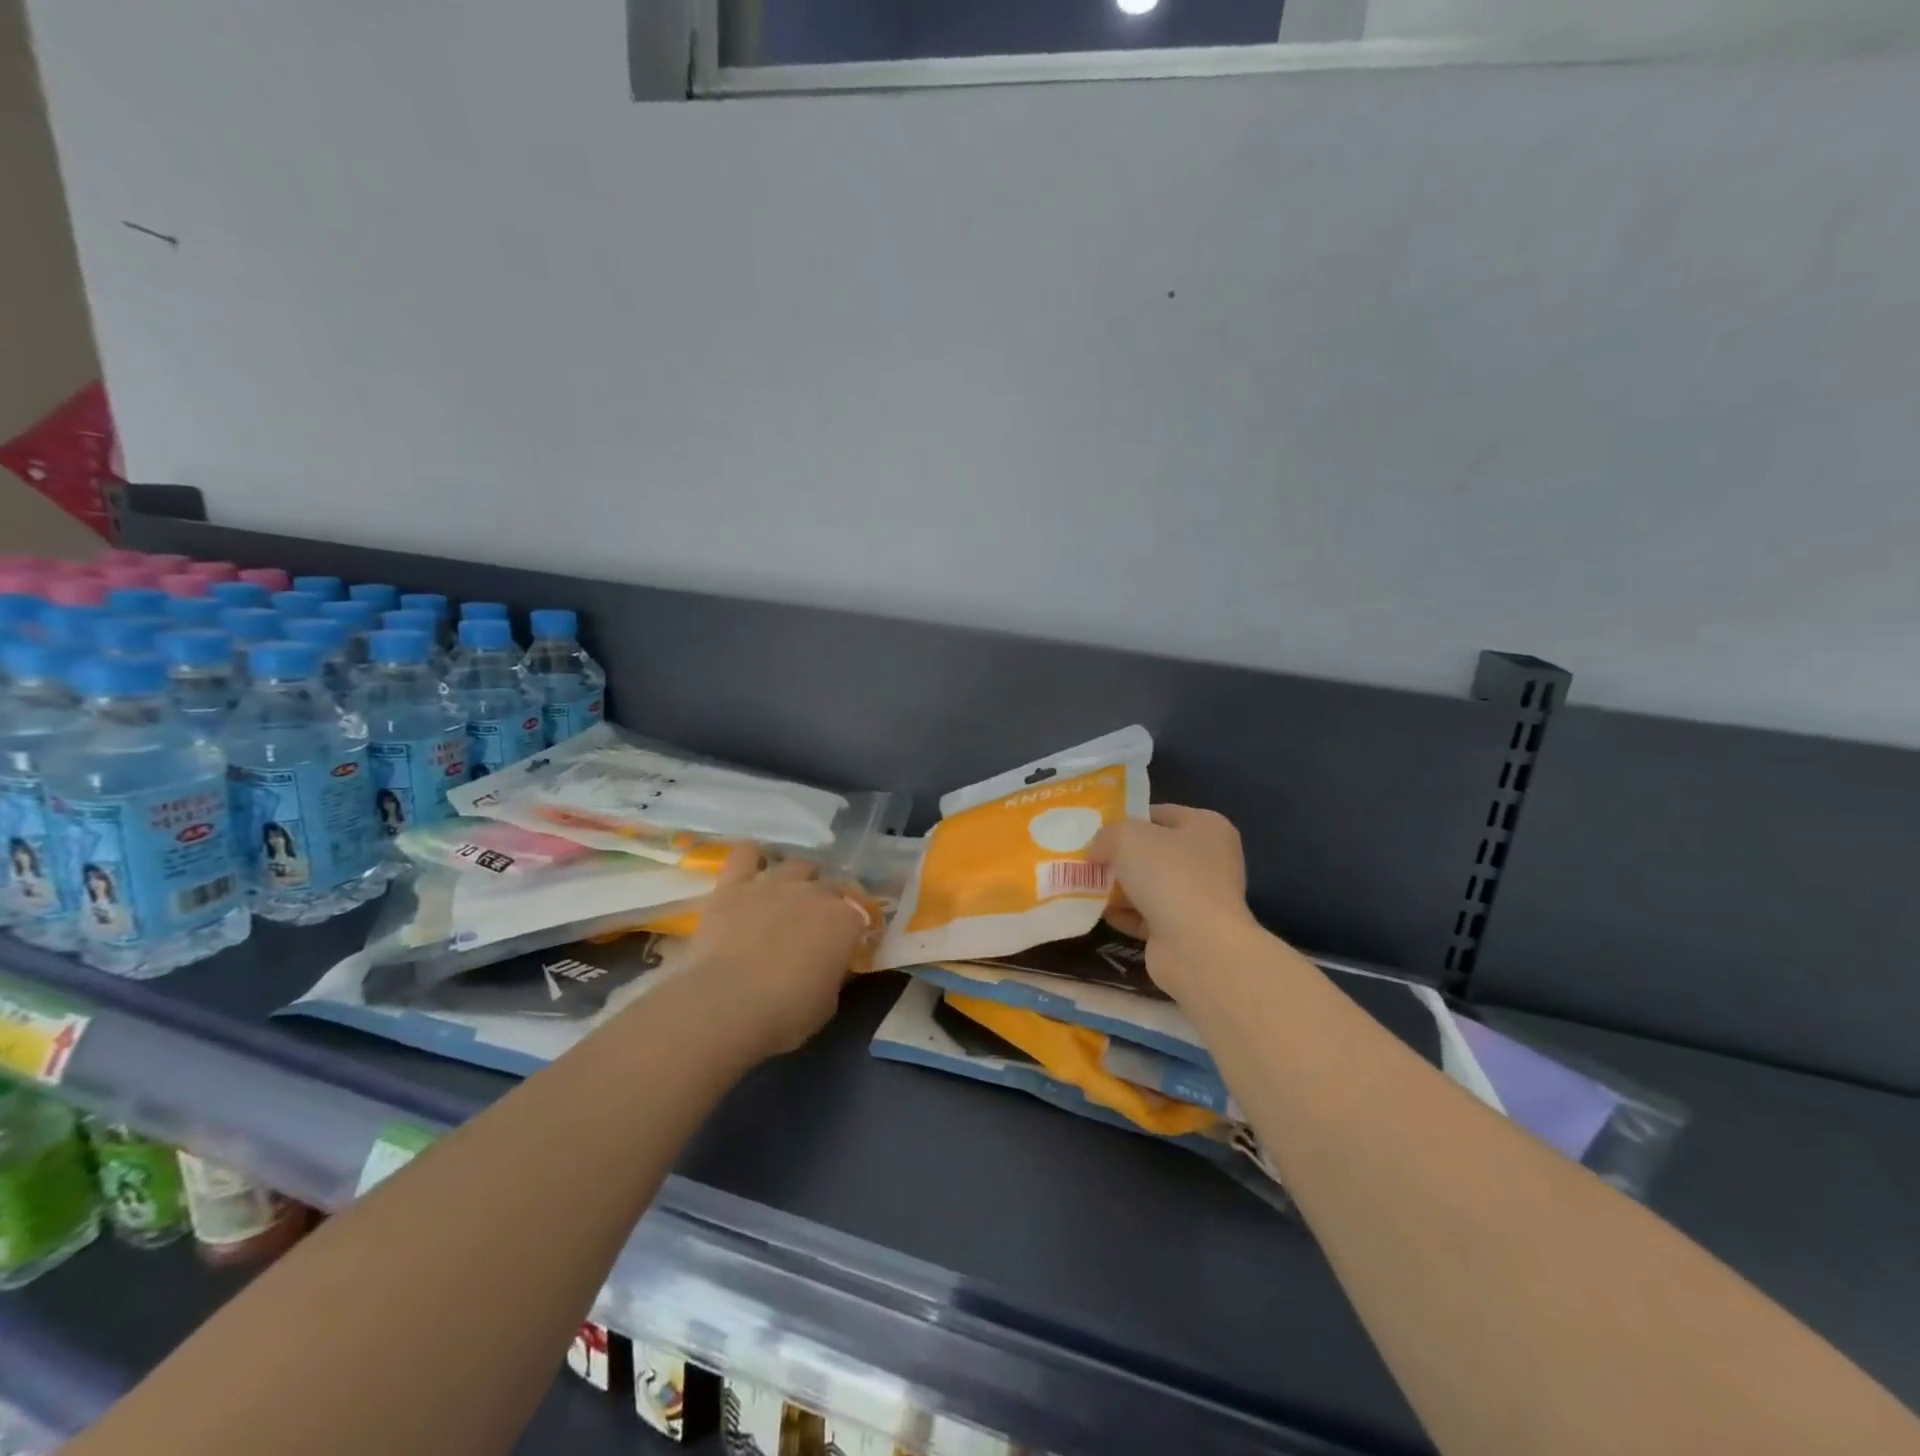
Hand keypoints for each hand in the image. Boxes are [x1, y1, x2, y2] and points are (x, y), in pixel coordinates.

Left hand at [682, 844, 869, 1059]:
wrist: (726, 1005)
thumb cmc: (785, 1013)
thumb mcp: (826, 1003)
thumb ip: (834, 975)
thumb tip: (832, 964)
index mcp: (845, 921)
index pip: (860, 912)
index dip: (854, 926)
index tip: (847, 941)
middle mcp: (815, 892)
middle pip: (831, 885)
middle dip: (829, 901)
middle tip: (816, 925)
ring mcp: (774, 884)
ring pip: (797, 865)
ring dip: (798, 878)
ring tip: (788, 897)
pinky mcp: (734, 885)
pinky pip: (745, 854)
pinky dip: (751, 858)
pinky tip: (752, 868)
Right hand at [1089, 805, 1253, 996]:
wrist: (1197, 946)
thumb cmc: (1168, 875)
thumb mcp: (1126, 837)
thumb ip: (1106, 835)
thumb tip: (1096, 851)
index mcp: (1207, 826)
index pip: (1160, 814)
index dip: (1127, 819)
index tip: (1098, 831)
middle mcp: (1210, 860)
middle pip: (1155, 851)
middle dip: (1121, 856)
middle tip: (1089, 859)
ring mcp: (1200, 898)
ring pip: (1151, 885)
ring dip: (1121, 887)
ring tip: (1086, 886)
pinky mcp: (1186, 930)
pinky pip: (1149, 916)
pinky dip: (1126, 914)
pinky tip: (1101, 913)